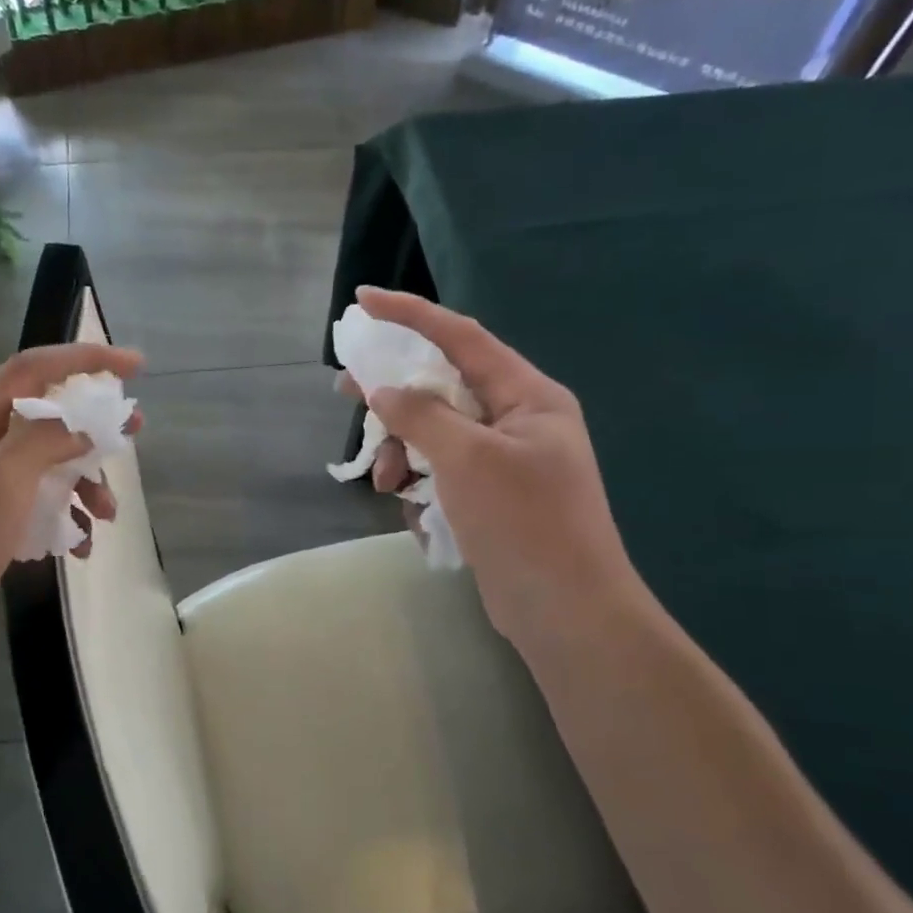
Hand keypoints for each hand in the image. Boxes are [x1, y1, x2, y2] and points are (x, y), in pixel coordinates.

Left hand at [0, 342, 143, 663]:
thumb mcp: (3, 480)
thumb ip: (45, 439)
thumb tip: (81, 424)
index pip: (32, 369)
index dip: (85, 360)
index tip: (134, 366)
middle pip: (44, 414)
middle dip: (92, 426)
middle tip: (136, 430)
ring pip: (46, 462)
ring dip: (82, 482)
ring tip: (109, 513)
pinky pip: (37, 498)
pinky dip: (63, 514)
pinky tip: (80, 544)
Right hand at [350, 287, 639, 646]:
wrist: (566, 611)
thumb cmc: (523, 522)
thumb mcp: (467, 458)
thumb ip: (421, 415)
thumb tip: (382, 391)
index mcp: (526, 395)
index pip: (461, 336)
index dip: (409, 314)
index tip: (362, 302)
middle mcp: (517, 420)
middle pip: (443, 386)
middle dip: (394, 393)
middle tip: (345, 391)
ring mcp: (504, 461)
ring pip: (436, 434)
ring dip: (402, 452)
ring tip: (385, 484)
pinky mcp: (490, 497)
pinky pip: (443, 472)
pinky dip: (421, 484)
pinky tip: (411, 511)